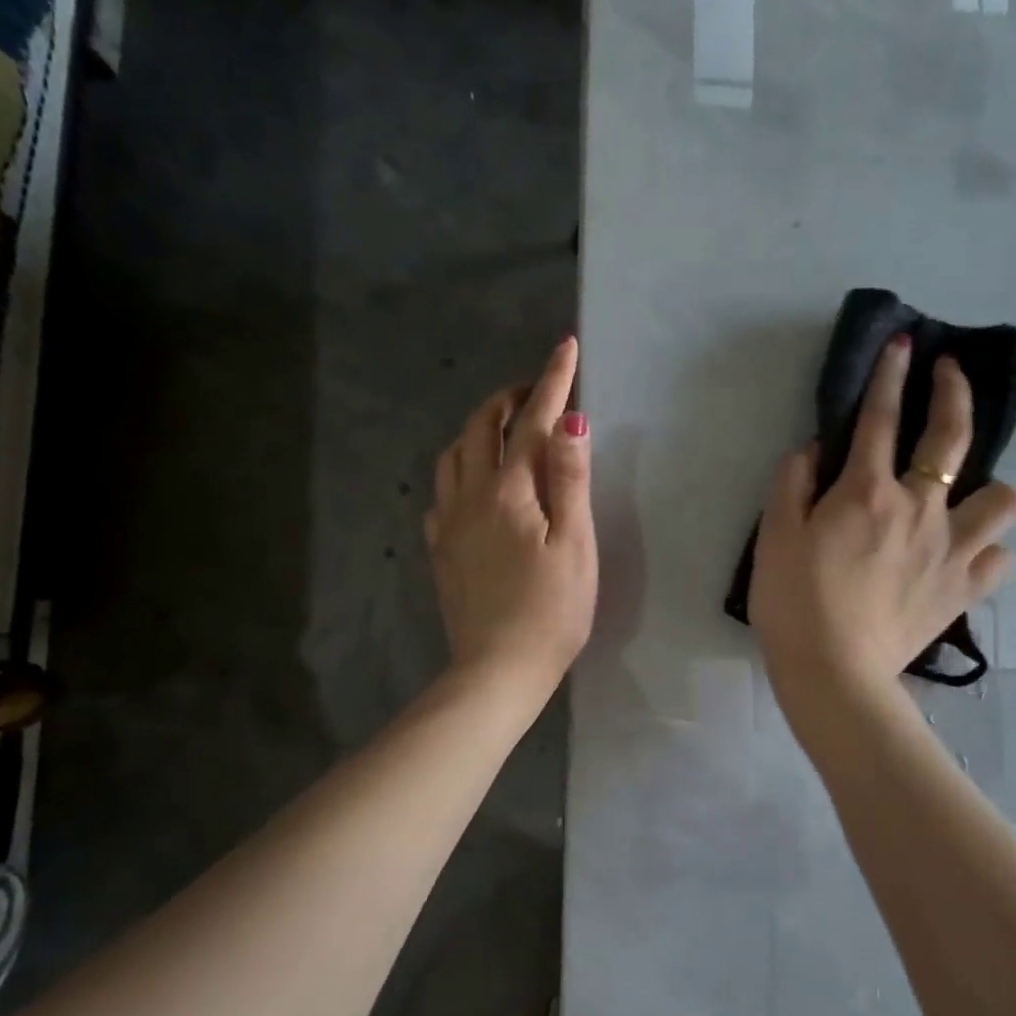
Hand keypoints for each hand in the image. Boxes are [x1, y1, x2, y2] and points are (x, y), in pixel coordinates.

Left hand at [426, 337, 597, 701]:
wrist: (499, 668)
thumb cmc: (552, 610)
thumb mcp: (574, 543)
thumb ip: (569, 478)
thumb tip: (569, 418)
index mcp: (509, 491)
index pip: (531, 421)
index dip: (551, 381)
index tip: (566, 347)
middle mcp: (470, 496)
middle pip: (479, 428)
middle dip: (507, 398)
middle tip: (535, 390)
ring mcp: (449, 524)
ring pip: (452, 456)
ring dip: (477, 429)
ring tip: (502, 430)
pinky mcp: (441, 550)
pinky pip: (442, 493)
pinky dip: (459, 470)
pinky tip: (473, 484)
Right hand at [750, 334, 1015, 699]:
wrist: (833, 673)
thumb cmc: (793, 602)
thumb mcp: (774, 536)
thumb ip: (793, 483)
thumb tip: (814, 449)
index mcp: (867, 493)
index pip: (879, 418)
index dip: (890, 375)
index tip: (903, 343)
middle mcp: (920, 510)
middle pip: (952, 437)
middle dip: (953, 393)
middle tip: (948, 373)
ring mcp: (951, 550)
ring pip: (1002, 499)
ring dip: (987, 488)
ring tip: (964, 496)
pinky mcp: (963, 590)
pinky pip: (998, 559)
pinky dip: (986, 551)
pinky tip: (965, 555)